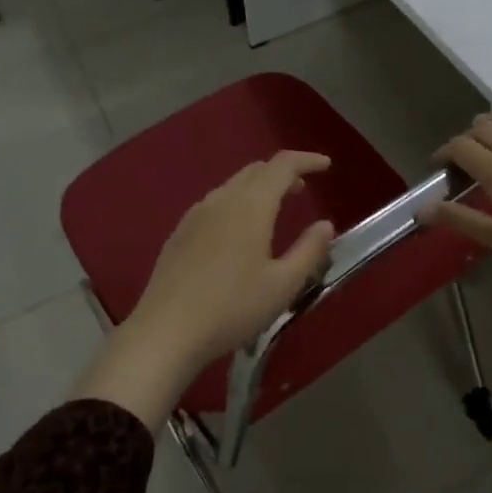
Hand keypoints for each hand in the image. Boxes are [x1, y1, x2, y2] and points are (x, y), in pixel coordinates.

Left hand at [75, 152, 335, 428]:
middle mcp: (221, 200)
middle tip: (302, 189)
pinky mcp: (179, 234)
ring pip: (232, 186)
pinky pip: (214, 204)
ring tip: (273, 210)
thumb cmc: (232, 308)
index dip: (306, 160)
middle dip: (282, 173)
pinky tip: (237, 233)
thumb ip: (309, 251)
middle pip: (255, 170)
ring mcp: (195, 215)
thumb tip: (325, 225)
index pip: (282, 165)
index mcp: (250, 206)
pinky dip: (236, 203)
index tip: (326, 166)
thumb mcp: (282, 286)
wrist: (166, 332)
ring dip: (258, 188)